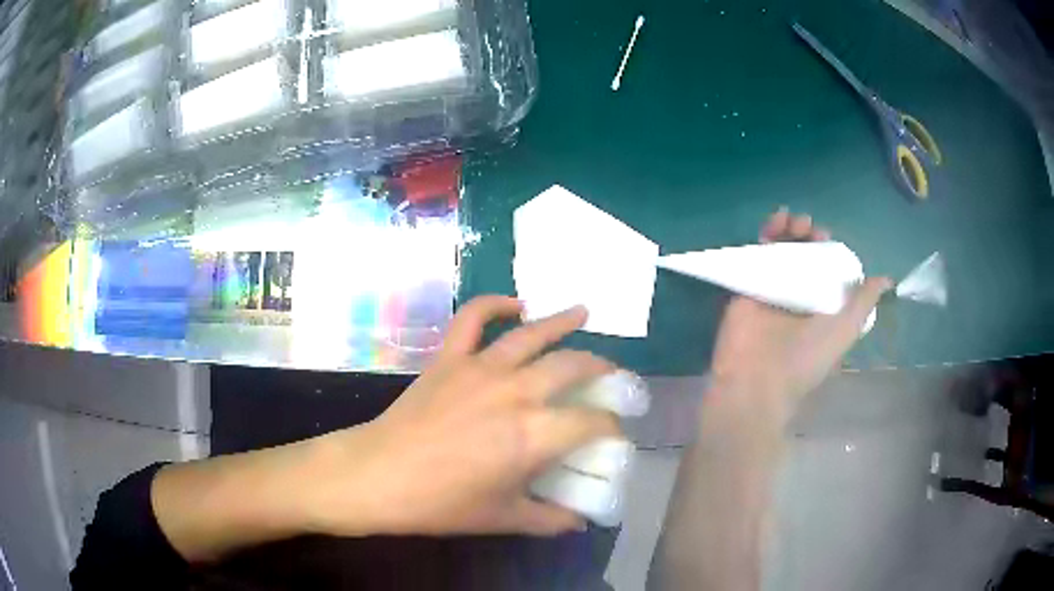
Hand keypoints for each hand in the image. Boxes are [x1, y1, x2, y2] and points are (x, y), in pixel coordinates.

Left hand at [302, 296, 621, 536]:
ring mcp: (479, 369)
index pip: (591, 422)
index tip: (614, 433)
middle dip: (599, 368)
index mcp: (533, 435)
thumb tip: (579, 521)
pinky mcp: (449, 359)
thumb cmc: (441, 504)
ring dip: (562, 321)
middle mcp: (515, 392)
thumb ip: (549, 520)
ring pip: (531, 334)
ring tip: (583, 312)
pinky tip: (515, 304)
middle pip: (572, 367)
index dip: (610, 426)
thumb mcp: (503, 518)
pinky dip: (494, 304)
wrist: (378, 476)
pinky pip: (473, 319)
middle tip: (609, 374)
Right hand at [708, 208, 891, 425]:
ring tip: (793, 220)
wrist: (758, 377)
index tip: (826, 238)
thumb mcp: (845, 329)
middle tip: (809, 228)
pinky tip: (775, 221)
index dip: (829, 250)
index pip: (827, 269)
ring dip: (789, 230)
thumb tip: (887, 280)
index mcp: (822, 307)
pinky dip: (766, 235)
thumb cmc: (808, 356)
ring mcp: (773, 289)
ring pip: (782, 250)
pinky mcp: (749, 284)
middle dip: (808, 236)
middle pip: (804, 255)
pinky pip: (758, 254)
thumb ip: (863, 302)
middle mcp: (799, 296)